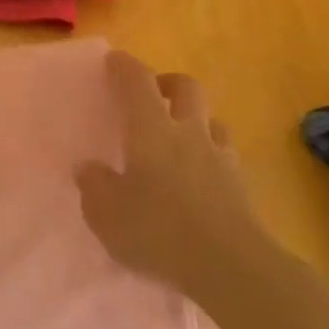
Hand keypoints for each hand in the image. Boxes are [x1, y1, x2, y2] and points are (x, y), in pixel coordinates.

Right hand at [76, 52, 266, 294]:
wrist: (231, 267)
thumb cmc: (159, 230)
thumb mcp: (106, 213)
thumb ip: (94, 185)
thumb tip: (88, 168)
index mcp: (151, 128)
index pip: (137, 81)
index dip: (124, 67)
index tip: (114, 61)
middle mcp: (188, 131)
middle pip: (185, 87)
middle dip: (167, 83)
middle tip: (152, 95)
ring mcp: (219, 157)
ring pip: (210, 119)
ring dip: (194, 119)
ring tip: (178, 137)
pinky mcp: (240, 186)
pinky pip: (224, 154)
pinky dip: (210, 154)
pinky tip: (199, 175)